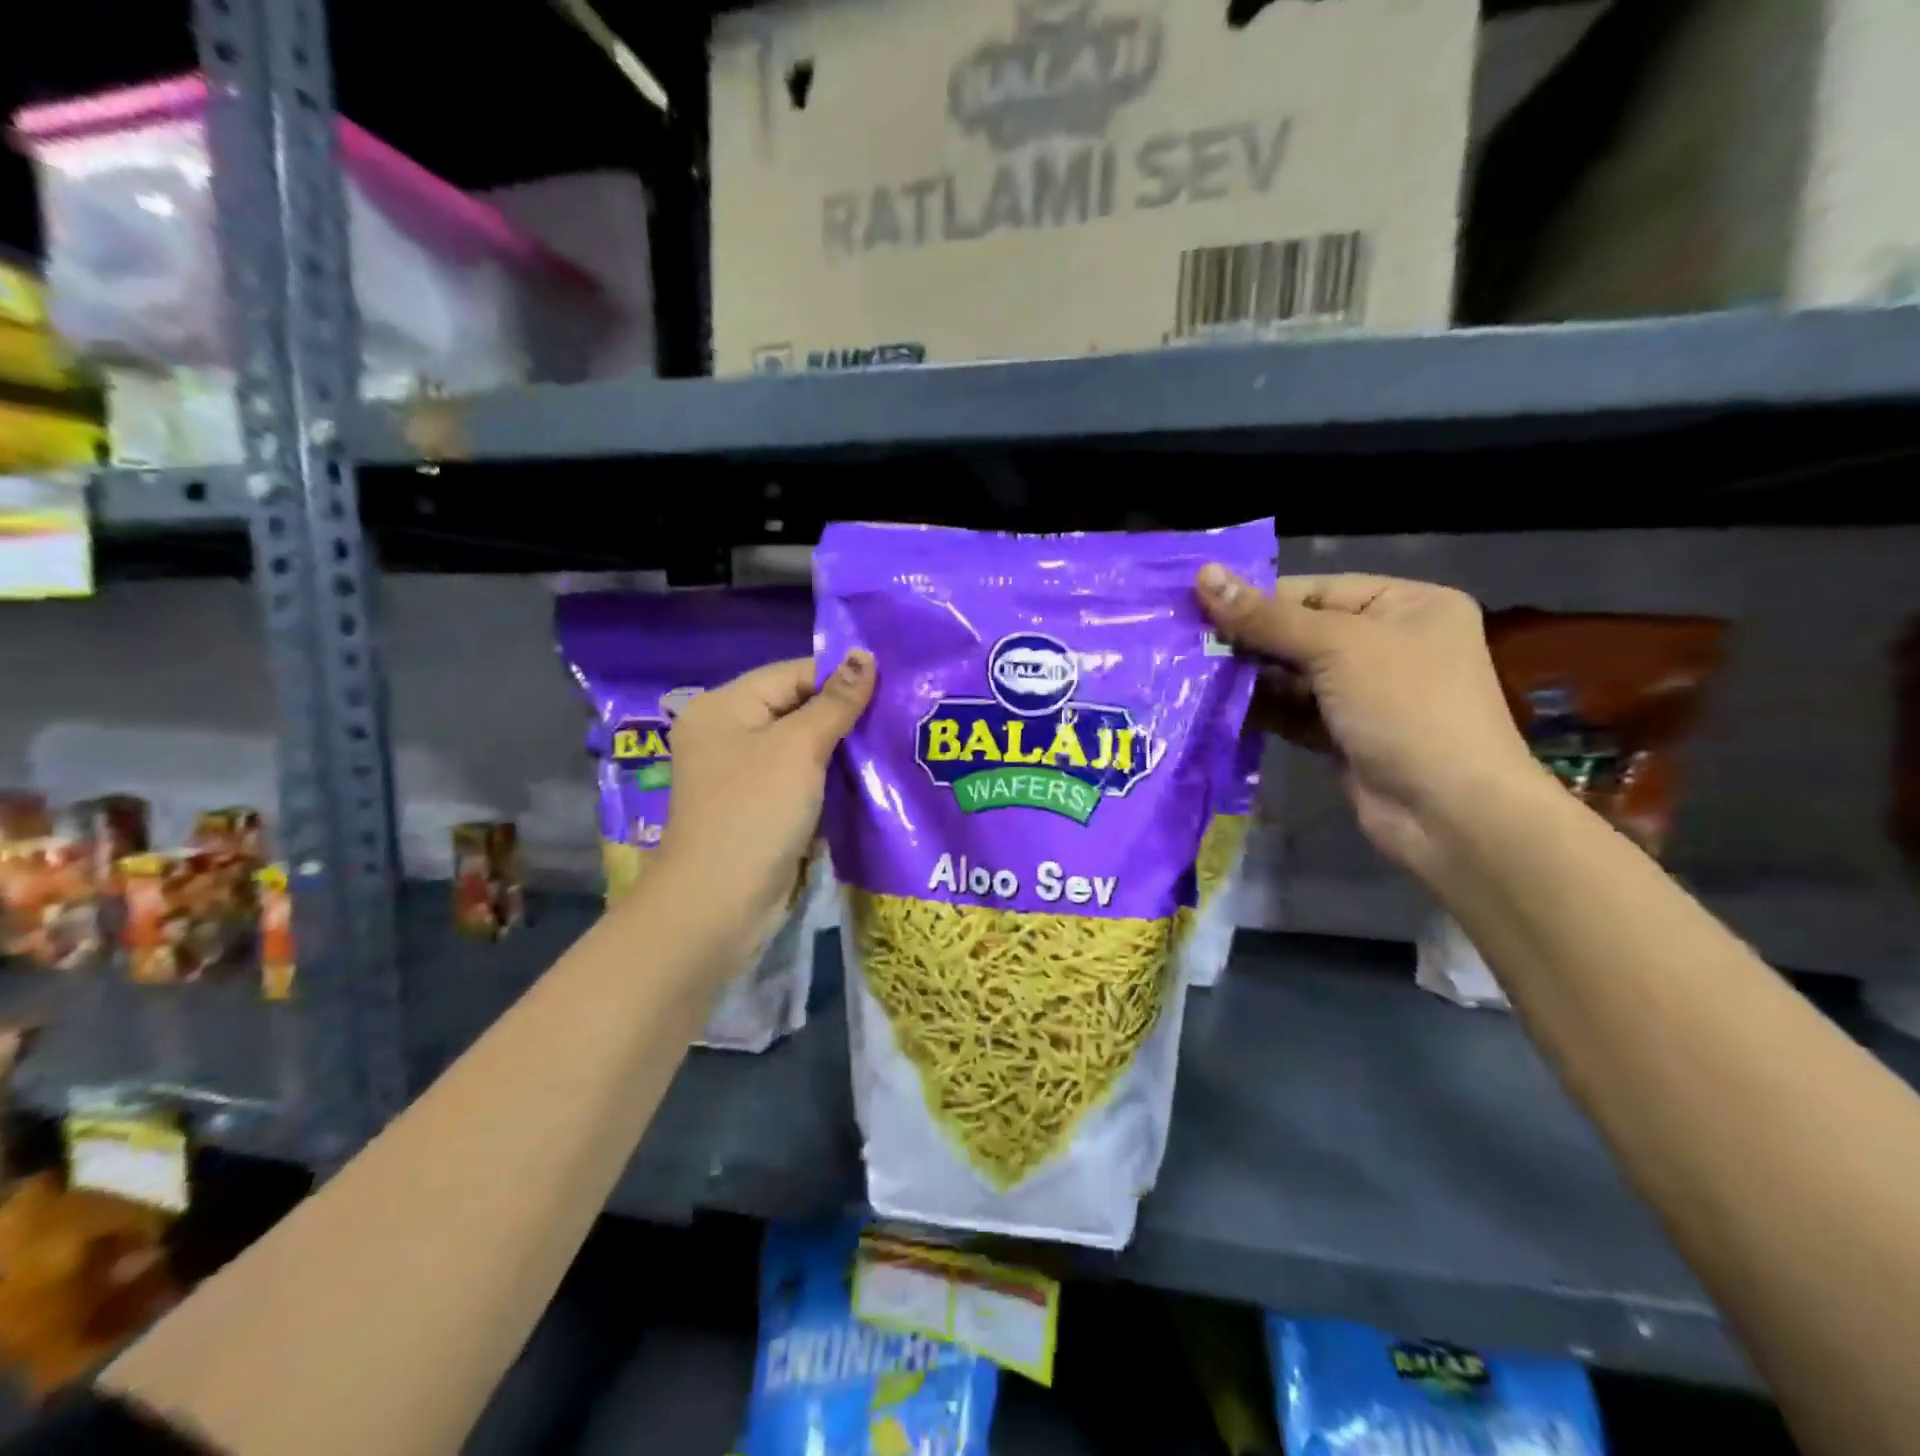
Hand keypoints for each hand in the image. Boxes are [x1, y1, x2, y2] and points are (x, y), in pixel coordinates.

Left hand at [654, 652, 874, 940]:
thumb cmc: (756, 811)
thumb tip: (863, 655)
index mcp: (724, 705)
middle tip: (897, 714)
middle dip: (844, 713)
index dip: (841, 677)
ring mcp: (739, 772)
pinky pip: (797, 776)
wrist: (719, 903)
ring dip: (840, 746)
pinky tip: (864, 776)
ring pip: (800, 744)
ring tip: (889, 741)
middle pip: (795, 706)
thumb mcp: (799, 748)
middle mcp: (726, 732)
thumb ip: (835, 702)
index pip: (792, 672)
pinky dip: (826, 775)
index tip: (892, 686)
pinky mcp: (755, 805)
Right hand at [1196, 567, 1538, 878]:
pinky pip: (1293, 712)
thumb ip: (1266, 617)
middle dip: (1249, 642)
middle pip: (1301, 633)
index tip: (1199, 609)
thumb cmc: (1405, 708)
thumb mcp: (1337, 648)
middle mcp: (1388, 644)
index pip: (1316, 591)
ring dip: (1249, 679)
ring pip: (1293, 675)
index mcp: (1406, 605)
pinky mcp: (1344, 735)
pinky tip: (1219, 709)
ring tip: (1194, 677)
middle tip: (1189, 646)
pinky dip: (1261, 711)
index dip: (1259, 599)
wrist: (1448, 812)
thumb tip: (1203, 573)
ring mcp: (1366, 693)